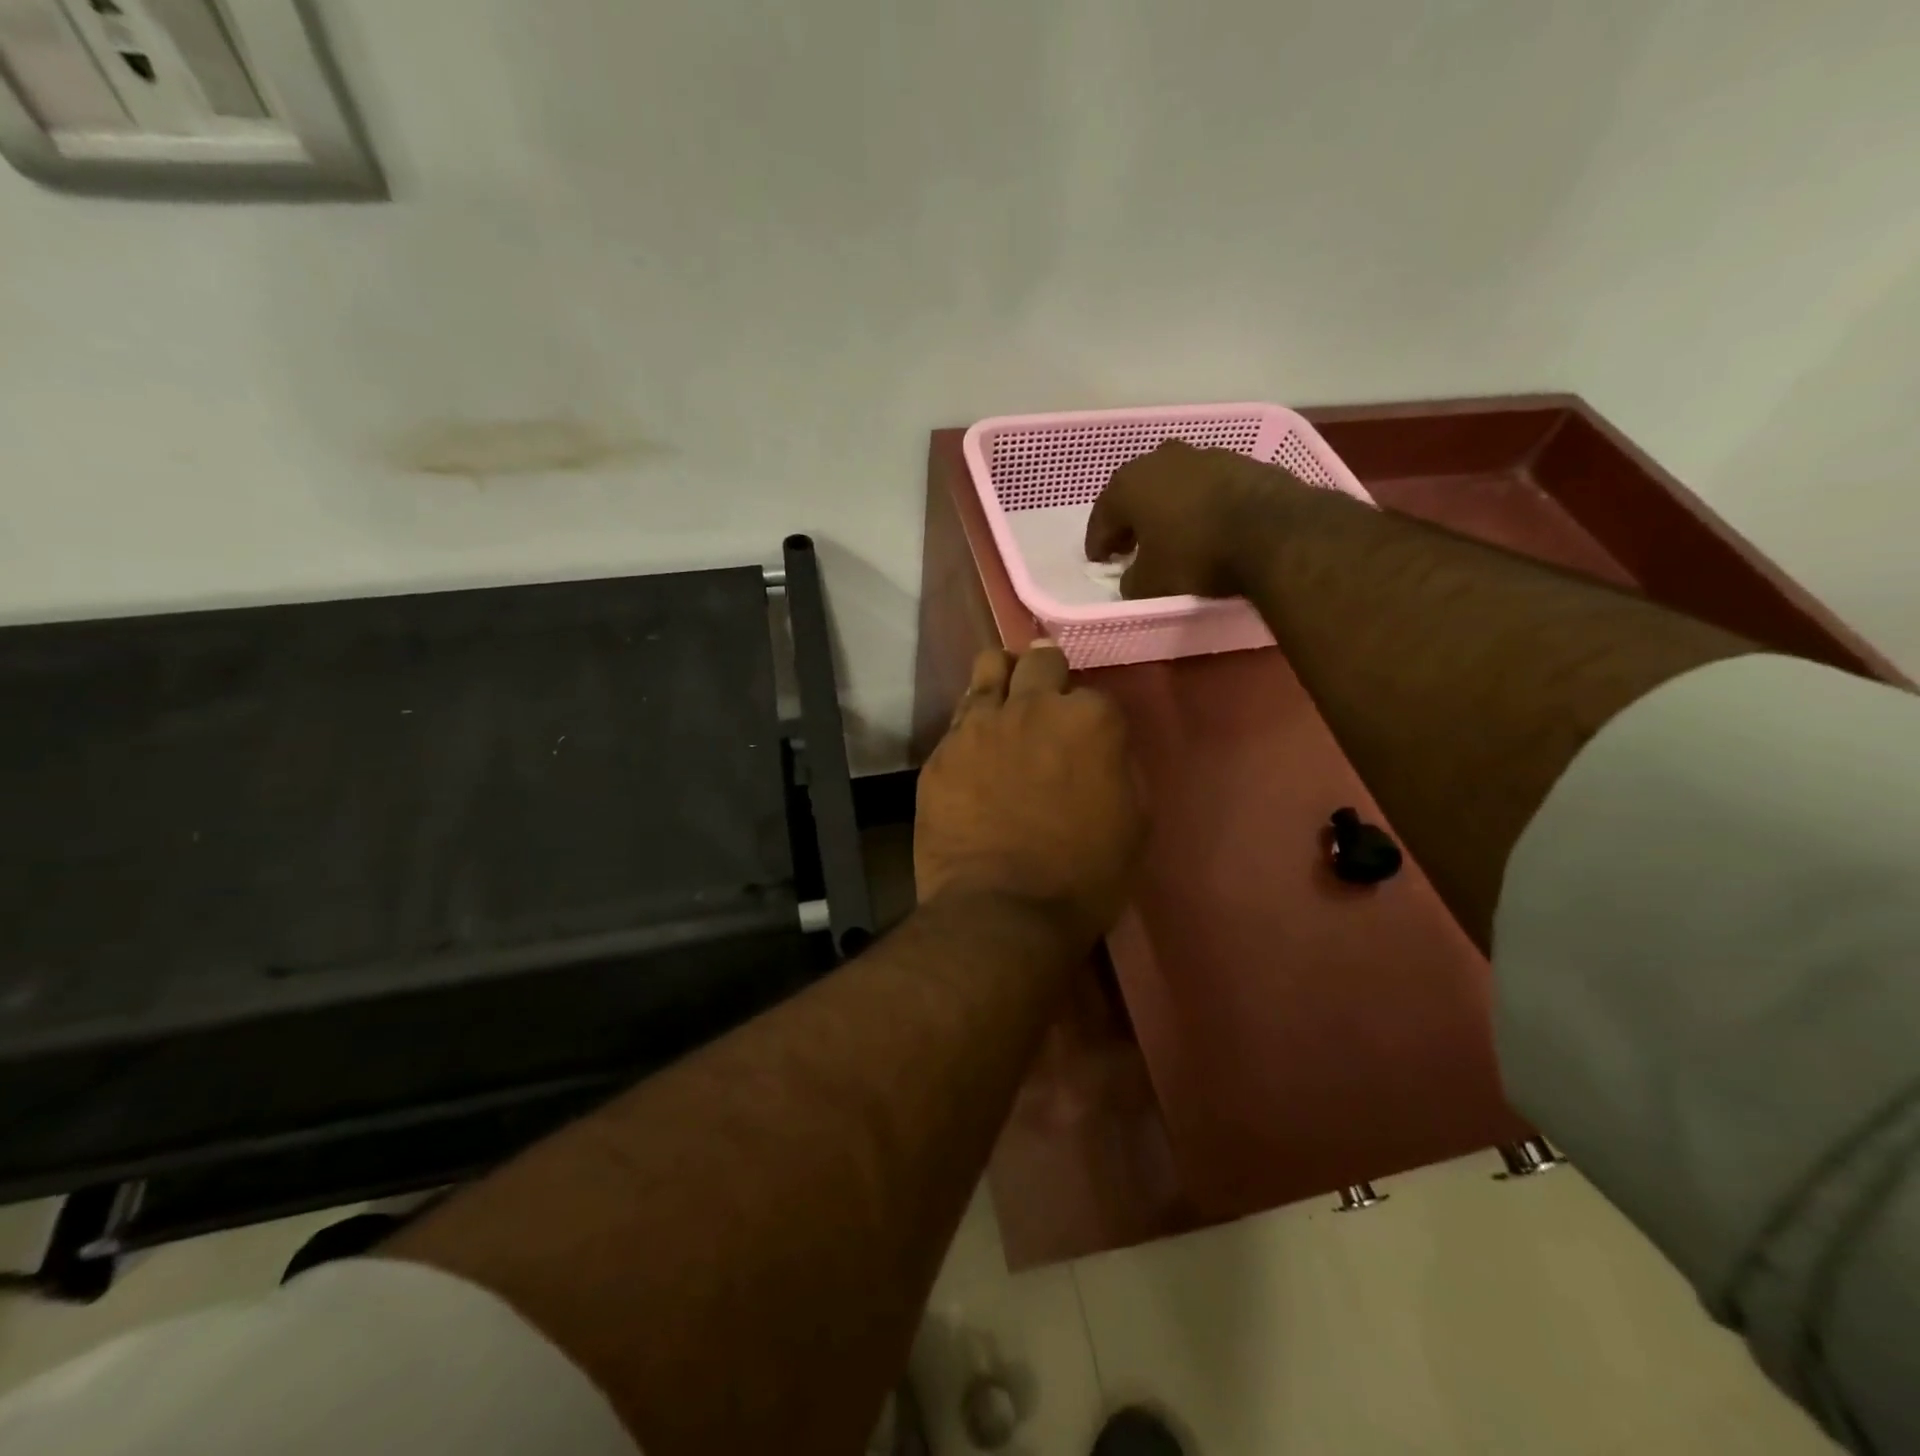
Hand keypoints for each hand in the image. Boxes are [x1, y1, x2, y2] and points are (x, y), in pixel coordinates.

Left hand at [916, 644, 1144, 946]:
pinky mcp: (941, 751)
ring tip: (1005, 704)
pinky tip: (974, 751)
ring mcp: (979, 724)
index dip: (1091, 719)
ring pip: (989, 667)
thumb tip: (1101, 750)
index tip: (1086, 741)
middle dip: (1047, 674)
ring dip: (1003, 679)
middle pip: (1040, 660)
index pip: (1094, 694)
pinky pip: (958, 718)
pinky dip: (971, 726)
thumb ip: (1119, 767)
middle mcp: (1033, 706)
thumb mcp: (1134, 822)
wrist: (1002, 912)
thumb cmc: (1084, 877)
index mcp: (1090, 720)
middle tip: (1045, 701)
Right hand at [1083, 439, 1319, 599]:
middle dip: (1130, 519)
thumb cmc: (1196, 555)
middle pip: (1135, 493)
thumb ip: (1131, 580)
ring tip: (1170, 535)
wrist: (1274, 532)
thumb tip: (1132, 578)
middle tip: (1130, 545)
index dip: (1098, 543)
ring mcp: (1204, 455)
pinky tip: (1206, 525)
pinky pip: (1206, 487)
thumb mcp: (1151, 583)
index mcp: (1129, 485)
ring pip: (1172, 485)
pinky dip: (1199, 504)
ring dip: (1166, 508)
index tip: (1099, 562)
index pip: (1102, 517)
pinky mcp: (1240, 461)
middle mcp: (1161, 459)